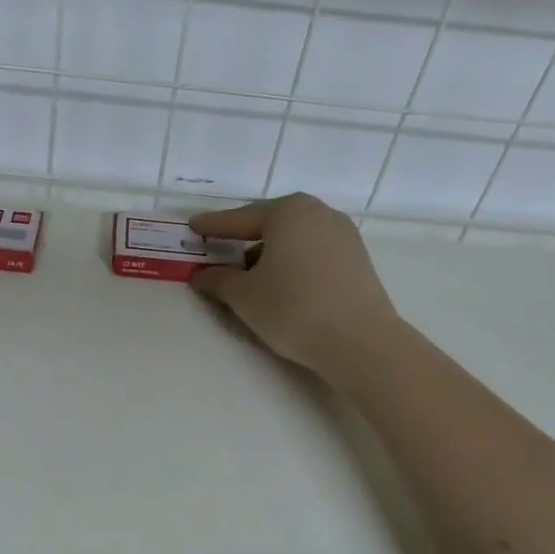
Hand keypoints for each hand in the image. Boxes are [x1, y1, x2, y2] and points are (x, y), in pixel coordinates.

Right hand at [189, 193, 400, 374]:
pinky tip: (283, 284)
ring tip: (250, 275)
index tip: (193, 226)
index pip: (239, 219)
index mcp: (287, 212)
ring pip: (294, 238)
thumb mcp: (244, 296)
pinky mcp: (357, 259)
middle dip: (244, 237)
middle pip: (270, 223)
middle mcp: (318, 213)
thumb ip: (219, 280)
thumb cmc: (293, 308)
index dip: (213, 226)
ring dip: (269, 252)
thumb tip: (201, 275)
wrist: (360, 341)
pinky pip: (313, 252)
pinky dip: (293, 261)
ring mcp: (343, 235)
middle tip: (220, 248)